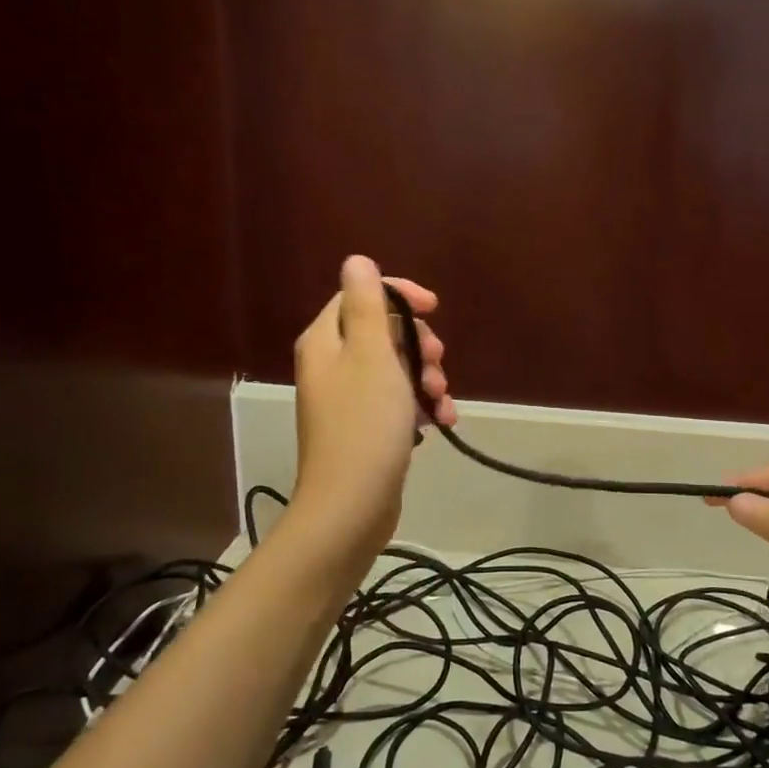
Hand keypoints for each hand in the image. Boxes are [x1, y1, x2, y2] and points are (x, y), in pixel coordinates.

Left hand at [290, 256, 454, 558]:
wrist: (351, 506)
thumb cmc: (365, 425)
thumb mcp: (372, 356)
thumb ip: (367, 305)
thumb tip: (357, 260)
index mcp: (327, 342)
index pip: (360, 297)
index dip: (400, 296)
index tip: (434, 308)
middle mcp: (332, 366)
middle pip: (383, 334)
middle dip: (419, 345)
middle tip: (438, 363)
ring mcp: (349, 400)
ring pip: (396, 370)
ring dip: (427, 379)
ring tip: (442, 402)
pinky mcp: (365, 429)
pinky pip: (398, 402)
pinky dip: (421, 406)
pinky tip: (441, 423)